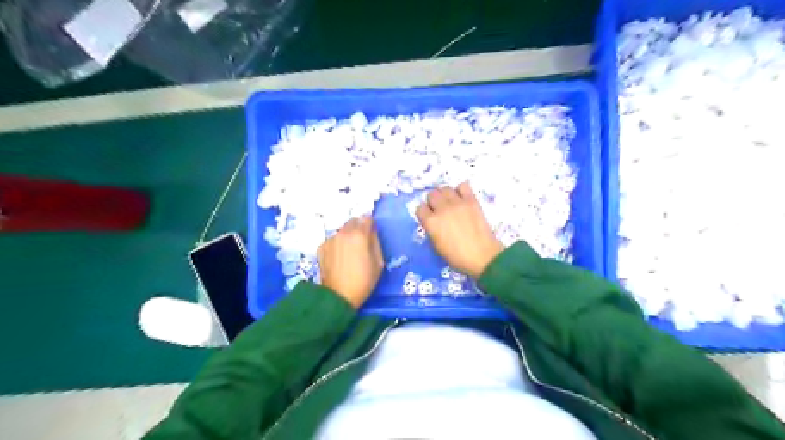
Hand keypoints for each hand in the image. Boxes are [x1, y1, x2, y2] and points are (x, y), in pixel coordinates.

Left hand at [315, 215, 383, 306]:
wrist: (338, 296)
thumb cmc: (364, 281)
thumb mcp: (379, 263)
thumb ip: (376, 242)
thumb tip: (371, 233)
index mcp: (359, 235)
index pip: (367, 219)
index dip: (371, 225)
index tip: (372, 233)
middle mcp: (343, 233)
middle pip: (353, 221)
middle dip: (359, 227)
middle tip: (362, 242)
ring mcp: (330, 239)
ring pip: (342, 230)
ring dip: (347, 235)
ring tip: (350, 252)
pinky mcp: (321, 247)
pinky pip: (333, 240)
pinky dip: (337, 244)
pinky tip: (339, 258)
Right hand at [416, 182, 502, 278]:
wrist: (482, 257)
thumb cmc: (457, 257)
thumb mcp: (437, 246)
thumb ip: (432, 230)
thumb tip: (433, 222)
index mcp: (431, 222)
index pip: (420, 208)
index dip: (424, 212)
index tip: (428, 217)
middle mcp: (442, 209)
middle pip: (431, 194)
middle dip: (433, 201)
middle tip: (439, 209)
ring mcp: (457, 203)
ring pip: (445, 188)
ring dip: (445, 195)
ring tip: (450, 202)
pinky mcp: (471, 201)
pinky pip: (463, 186)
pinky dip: (460, 190)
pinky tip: (462, 198)